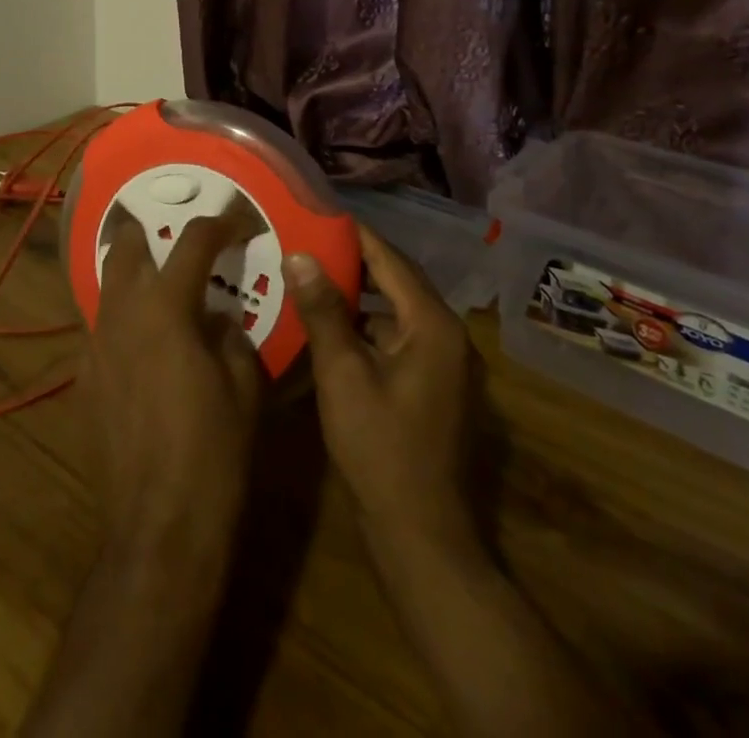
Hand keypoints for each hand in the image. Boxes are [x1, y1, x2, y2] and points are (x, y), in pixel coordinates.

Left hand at [83, 205, 265, 565]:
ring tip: (153, 279)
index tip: (236, 220)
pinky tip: (137, 343)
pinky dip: (119, 320)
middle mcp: (122, 314)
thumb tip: (217, 317)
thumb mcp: (244, 386)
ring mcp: (94, 346)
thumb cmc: (215, 452)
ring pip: (105, 286)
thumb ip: (229, 335)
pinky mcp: (82, 380)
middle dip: (146, 229)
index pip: (193, 242)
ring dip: (128, 272)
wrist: (160, 526)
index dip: (220, 223)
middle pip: (125, 247)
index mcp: (167, 309)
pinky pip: (99, 330)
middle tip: (169, 231)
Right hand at [284, 229, 480, 561]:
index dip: (354, 235)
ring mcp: (444, 363)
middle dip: (353, 261)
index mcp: (434, 325)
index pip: (390, 260)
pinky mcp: (433, 386)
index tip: (317, 214)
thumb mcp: (343, 374)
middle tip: (307, 242)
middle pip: (396, 281)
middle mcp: (448, 335)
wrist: (421, 535)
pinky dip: (366, 326)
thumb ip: (324, 311)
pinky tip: (330, 326)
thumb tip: (300, 254)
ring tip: (311, 276)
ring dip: (358, 295)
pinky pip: (397, 337)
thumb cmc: (380, 448)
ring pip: (395, 311)